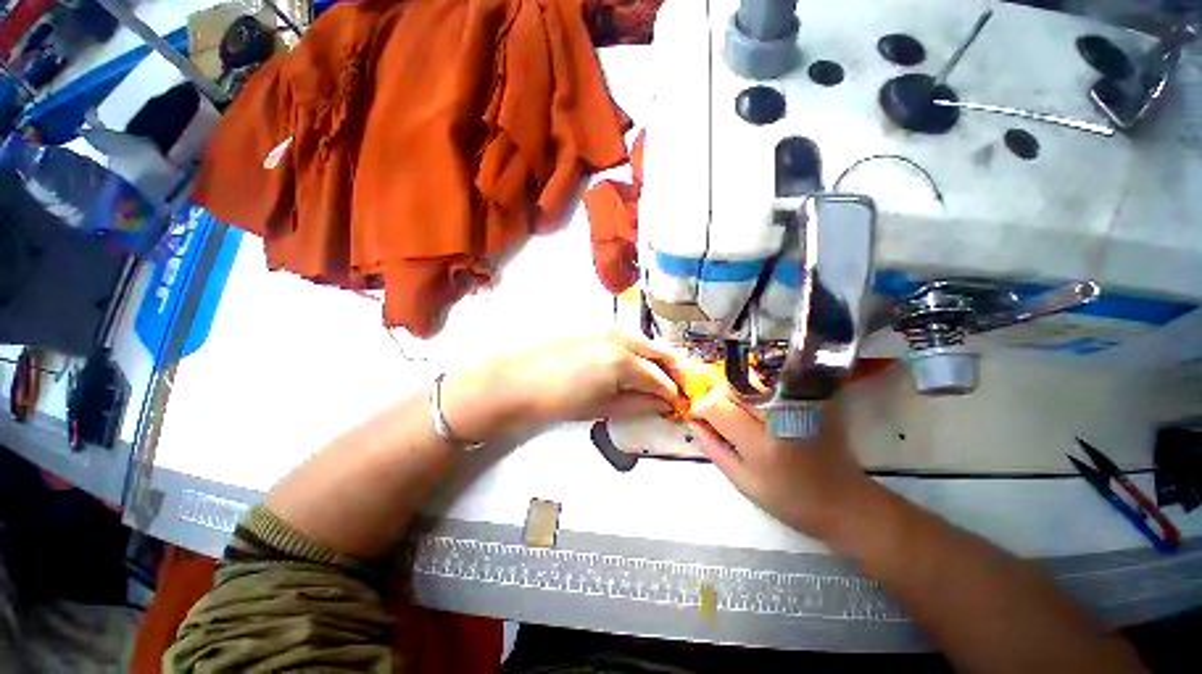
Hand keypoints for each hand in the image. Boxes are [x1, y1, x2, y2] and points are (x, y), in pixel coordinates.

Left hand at [498, 331, 682, 424]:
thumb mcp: (602, 407)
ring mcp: (609, 327)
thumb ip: (638, 403)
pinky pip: (628, 335)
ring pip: (646, 340)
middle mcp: (622, 338)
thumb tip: (662, 403)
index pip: (661, 379)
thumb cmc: (559, 399)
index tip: (678, 403)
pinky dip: (639, 348)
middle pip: (660, 351)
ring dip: (657, 356)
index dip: (673, 393)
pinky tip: (635, 360)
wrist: (518, 376)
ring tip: (660, 374)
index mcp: (625, 362)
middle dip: (674, 369)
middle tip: (680, 385)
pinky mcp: (596, 325)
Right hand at [689, 385, 876, 538]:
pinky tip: (760, 408)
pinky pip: (772, 383)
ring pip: (749, 380)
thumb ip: (714, 449)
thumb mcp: (744, 484)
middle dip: (716, 398)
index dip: (701, 407)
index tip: (698, 416)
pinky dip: (756, 390)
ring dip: (735, 393)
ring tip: (740, 414)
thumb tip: (695, 422)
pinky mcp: (813, 399)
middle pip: (732, 387)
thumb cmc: (792, 502)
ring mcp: (799, 404)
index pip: (717, 407)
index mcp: (762, 445)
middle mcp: (780, 418)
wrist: (847, 502)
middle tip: (719, 417)